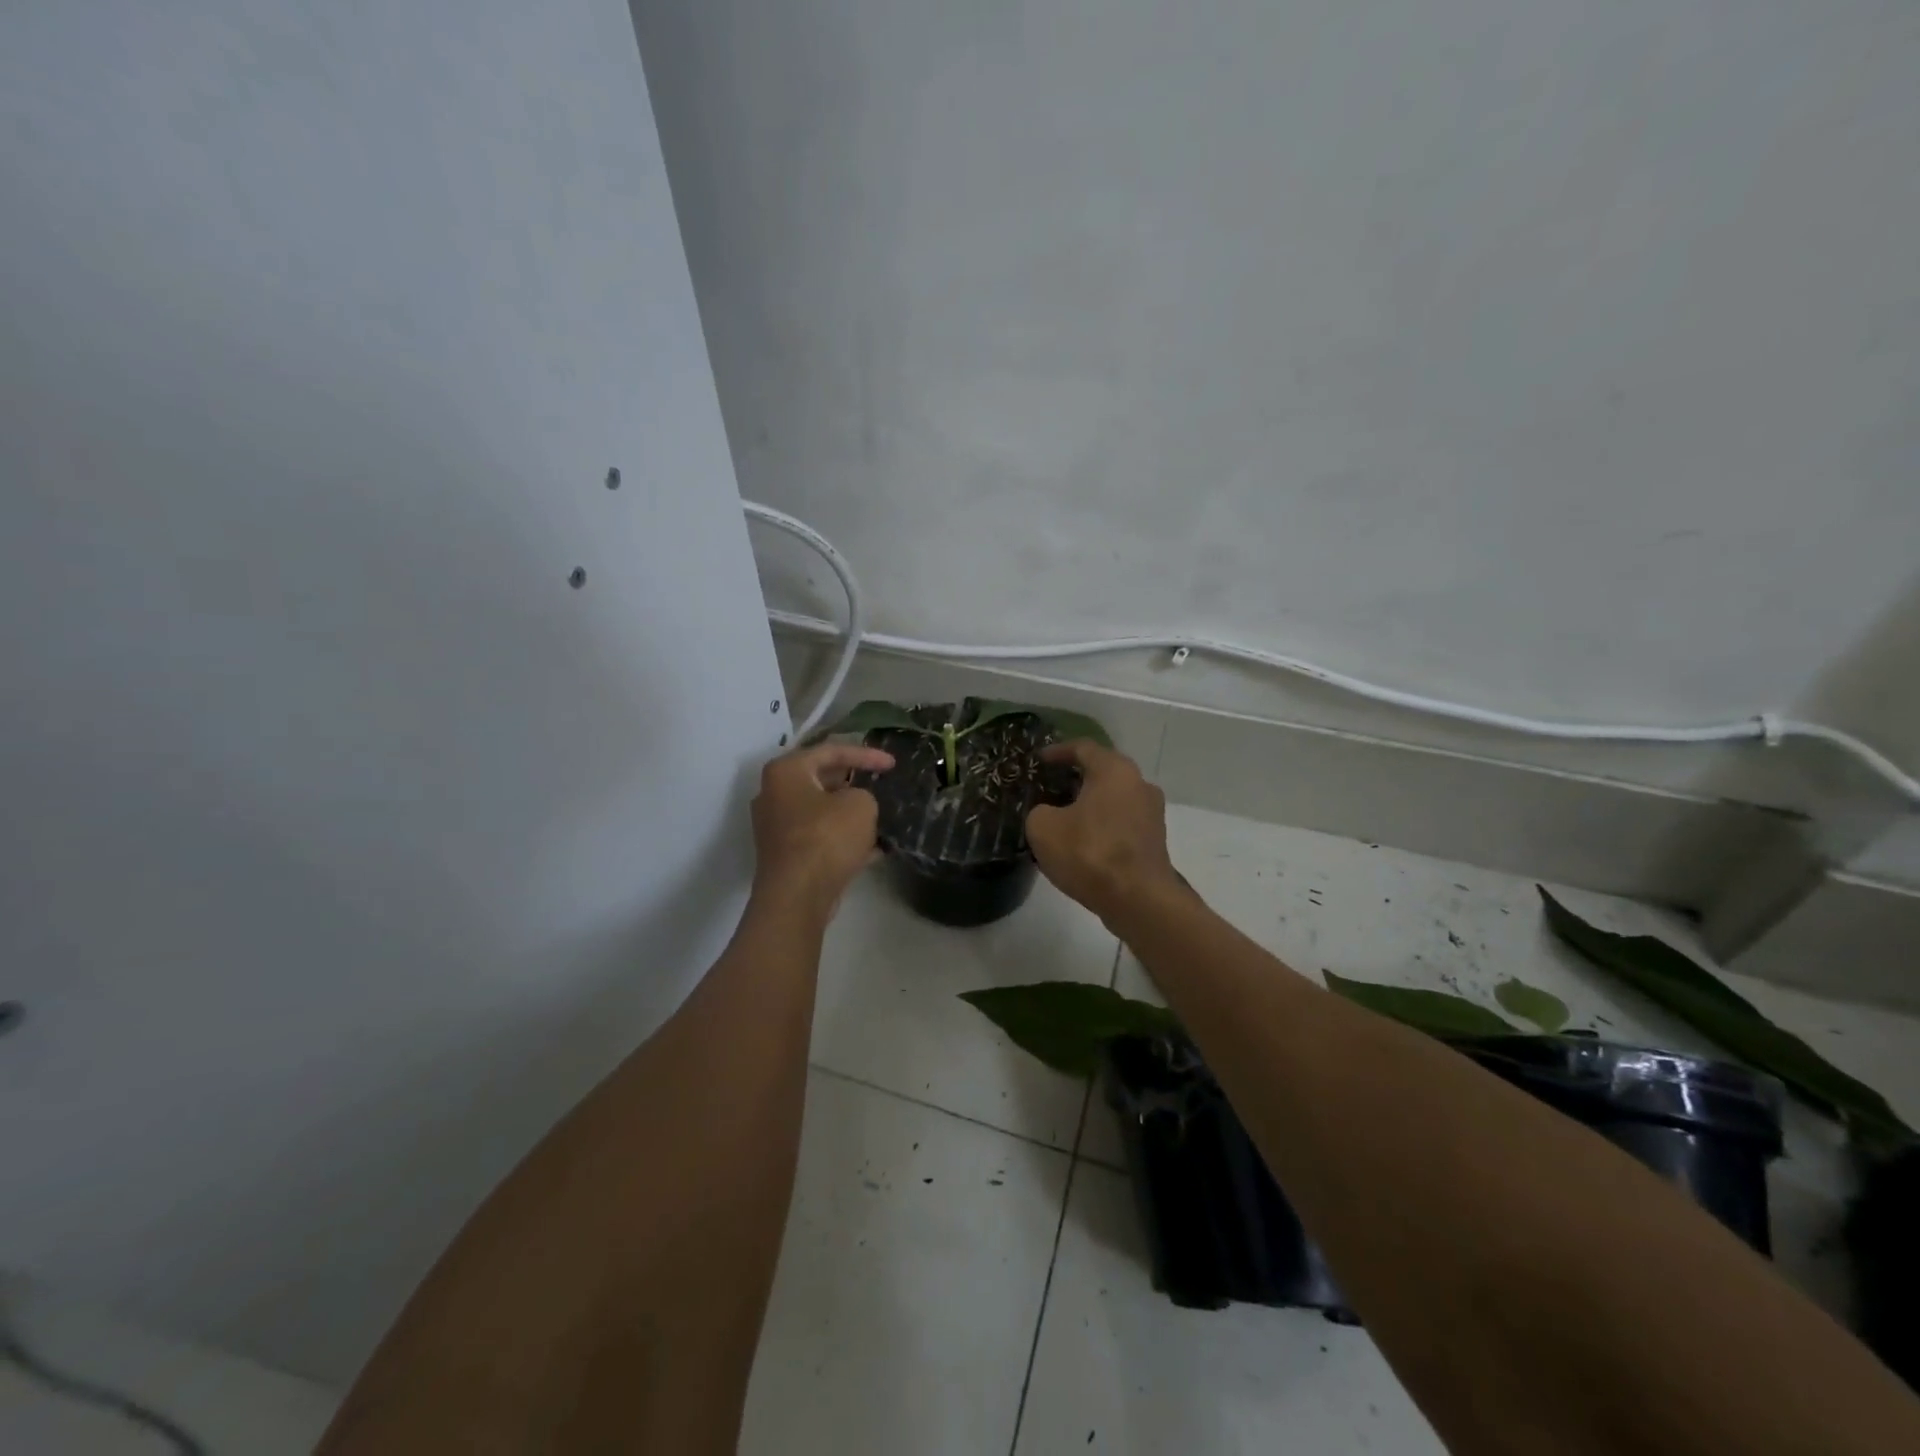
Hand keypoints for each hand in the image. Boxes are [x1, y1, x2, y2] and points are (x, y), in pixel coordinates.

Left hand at [750, 742, 895, 920]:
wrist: (797, 896)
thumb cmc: (826, 838)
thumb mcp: (860, 805)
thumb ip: (864, 794)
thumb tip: (855, 804)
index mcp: (786, 771)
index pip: (831, 751)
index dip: (866, 754)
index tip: (893, 764)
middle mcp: (774, 794)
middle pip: (822, 780)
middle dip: (855, 783)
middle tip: (881, 785)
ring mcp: (777, 827)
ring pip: (822, 811)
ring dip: (851, 814)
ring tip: (882, 816)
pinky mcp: (786, 855)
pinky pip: (820, 837)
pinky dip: (845, 839)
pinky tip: (876, 849)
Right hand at [1025, 741, 1183, 926]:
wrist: (1139, 900)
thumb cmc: (1090, 853)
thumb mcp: (1043, 828)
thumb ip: (1039, 811)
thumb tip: (1048, 814)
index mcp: (1115, 770)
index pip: (1083, 748)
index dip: (1057, 751)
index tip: (1039, 760)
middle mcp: (1139, 784)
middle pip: (1102, 772)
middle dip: (1074, 778)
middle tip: (1048, 787)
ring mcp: (1152, 813)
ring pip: (1114, 798)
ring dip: (1089, 804)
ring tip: (1062, 817)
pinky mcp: (1154, 841)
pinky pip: (1121, 822)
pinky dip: (1102, 825)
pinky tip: (1082, 842)